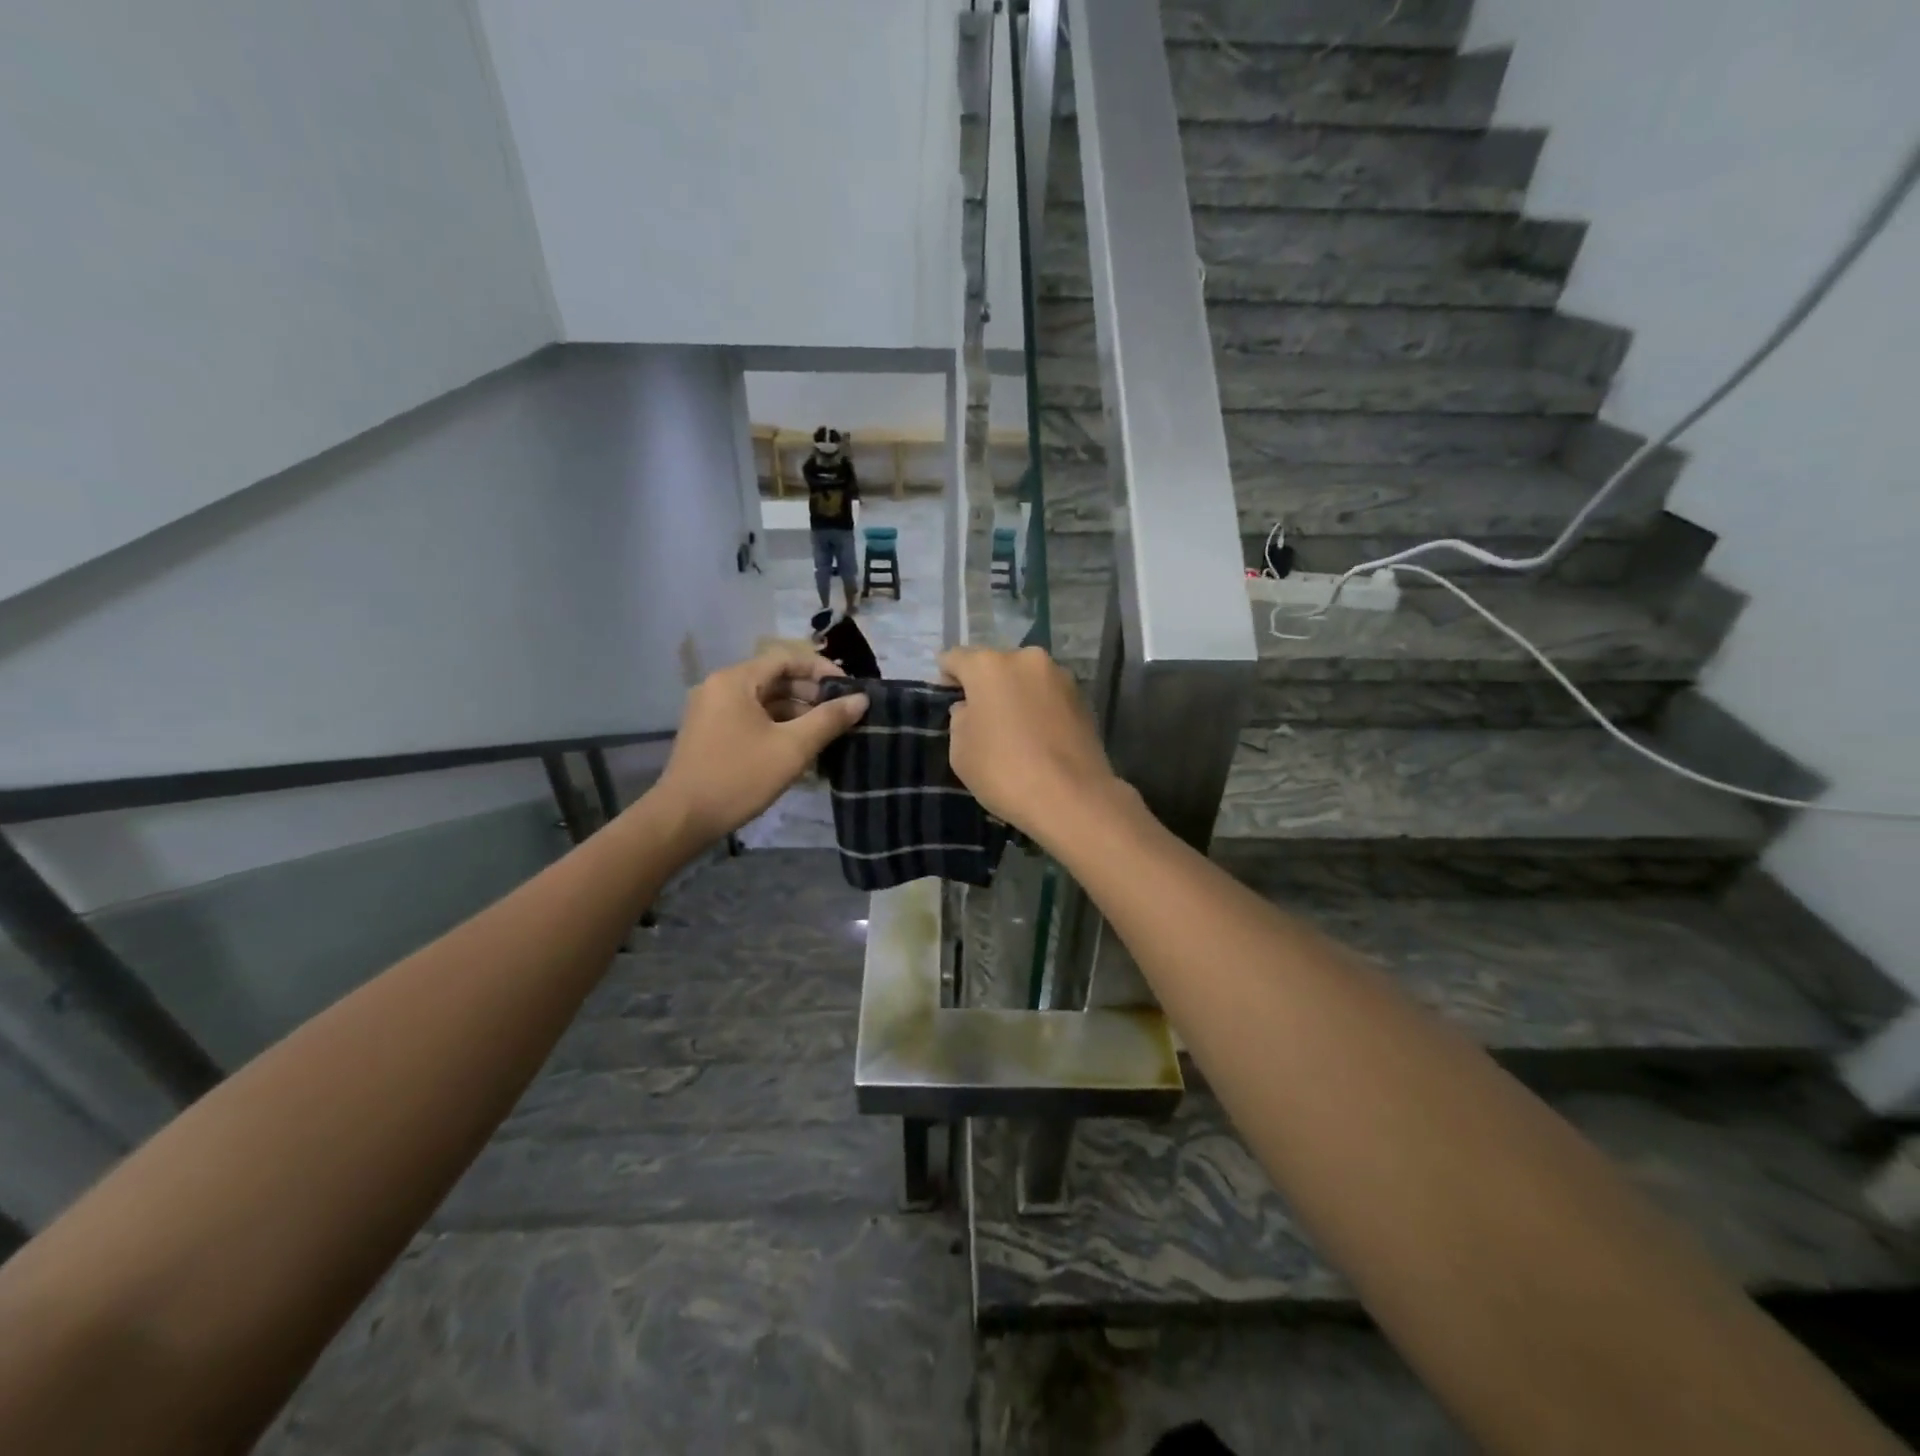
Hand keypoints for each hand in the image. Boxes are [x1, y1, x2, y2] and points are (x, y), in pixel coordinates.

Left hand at [655, 649, 867, 843]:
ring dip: (796, 713)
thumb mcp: (792, 748)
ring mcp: (712, 711)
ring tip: (826, 733)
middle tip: (841, 714)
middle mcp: (720, 687)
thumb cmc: (739, 777)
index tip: (848, 689)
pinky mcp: (710, 733)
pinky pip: (751, 718)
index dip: (820, 670)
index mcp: (735, 680)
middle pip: (774, 678)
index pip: (786, 659)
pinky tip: (799, 748)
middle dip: (810, 694)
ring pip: (763, 701)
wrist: (683, 818)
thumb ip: (829, 720)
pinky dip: (777, 726)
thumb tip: (861, 699)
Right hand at [939, 645, 1126, 844]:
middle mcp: (1026, 659)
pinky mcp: (1083, 698)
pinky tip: (1037, 736)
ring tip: (1012, 729)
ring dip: (1015, 695)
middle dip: (985, 685)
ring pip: (1026, 679)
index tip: (945, 696)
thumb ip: (960, 718)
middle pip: (995, 665)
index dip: (946, 676)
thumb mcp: (960, 750)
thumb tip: (971, 708)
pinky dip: (1039, 708)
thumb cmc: (1003, 771)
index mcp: (988, 665)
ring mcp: (1060, 677)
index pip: (955, 658)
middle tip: (980, 717)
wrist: (1071, 799)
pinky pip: (1048, 697)